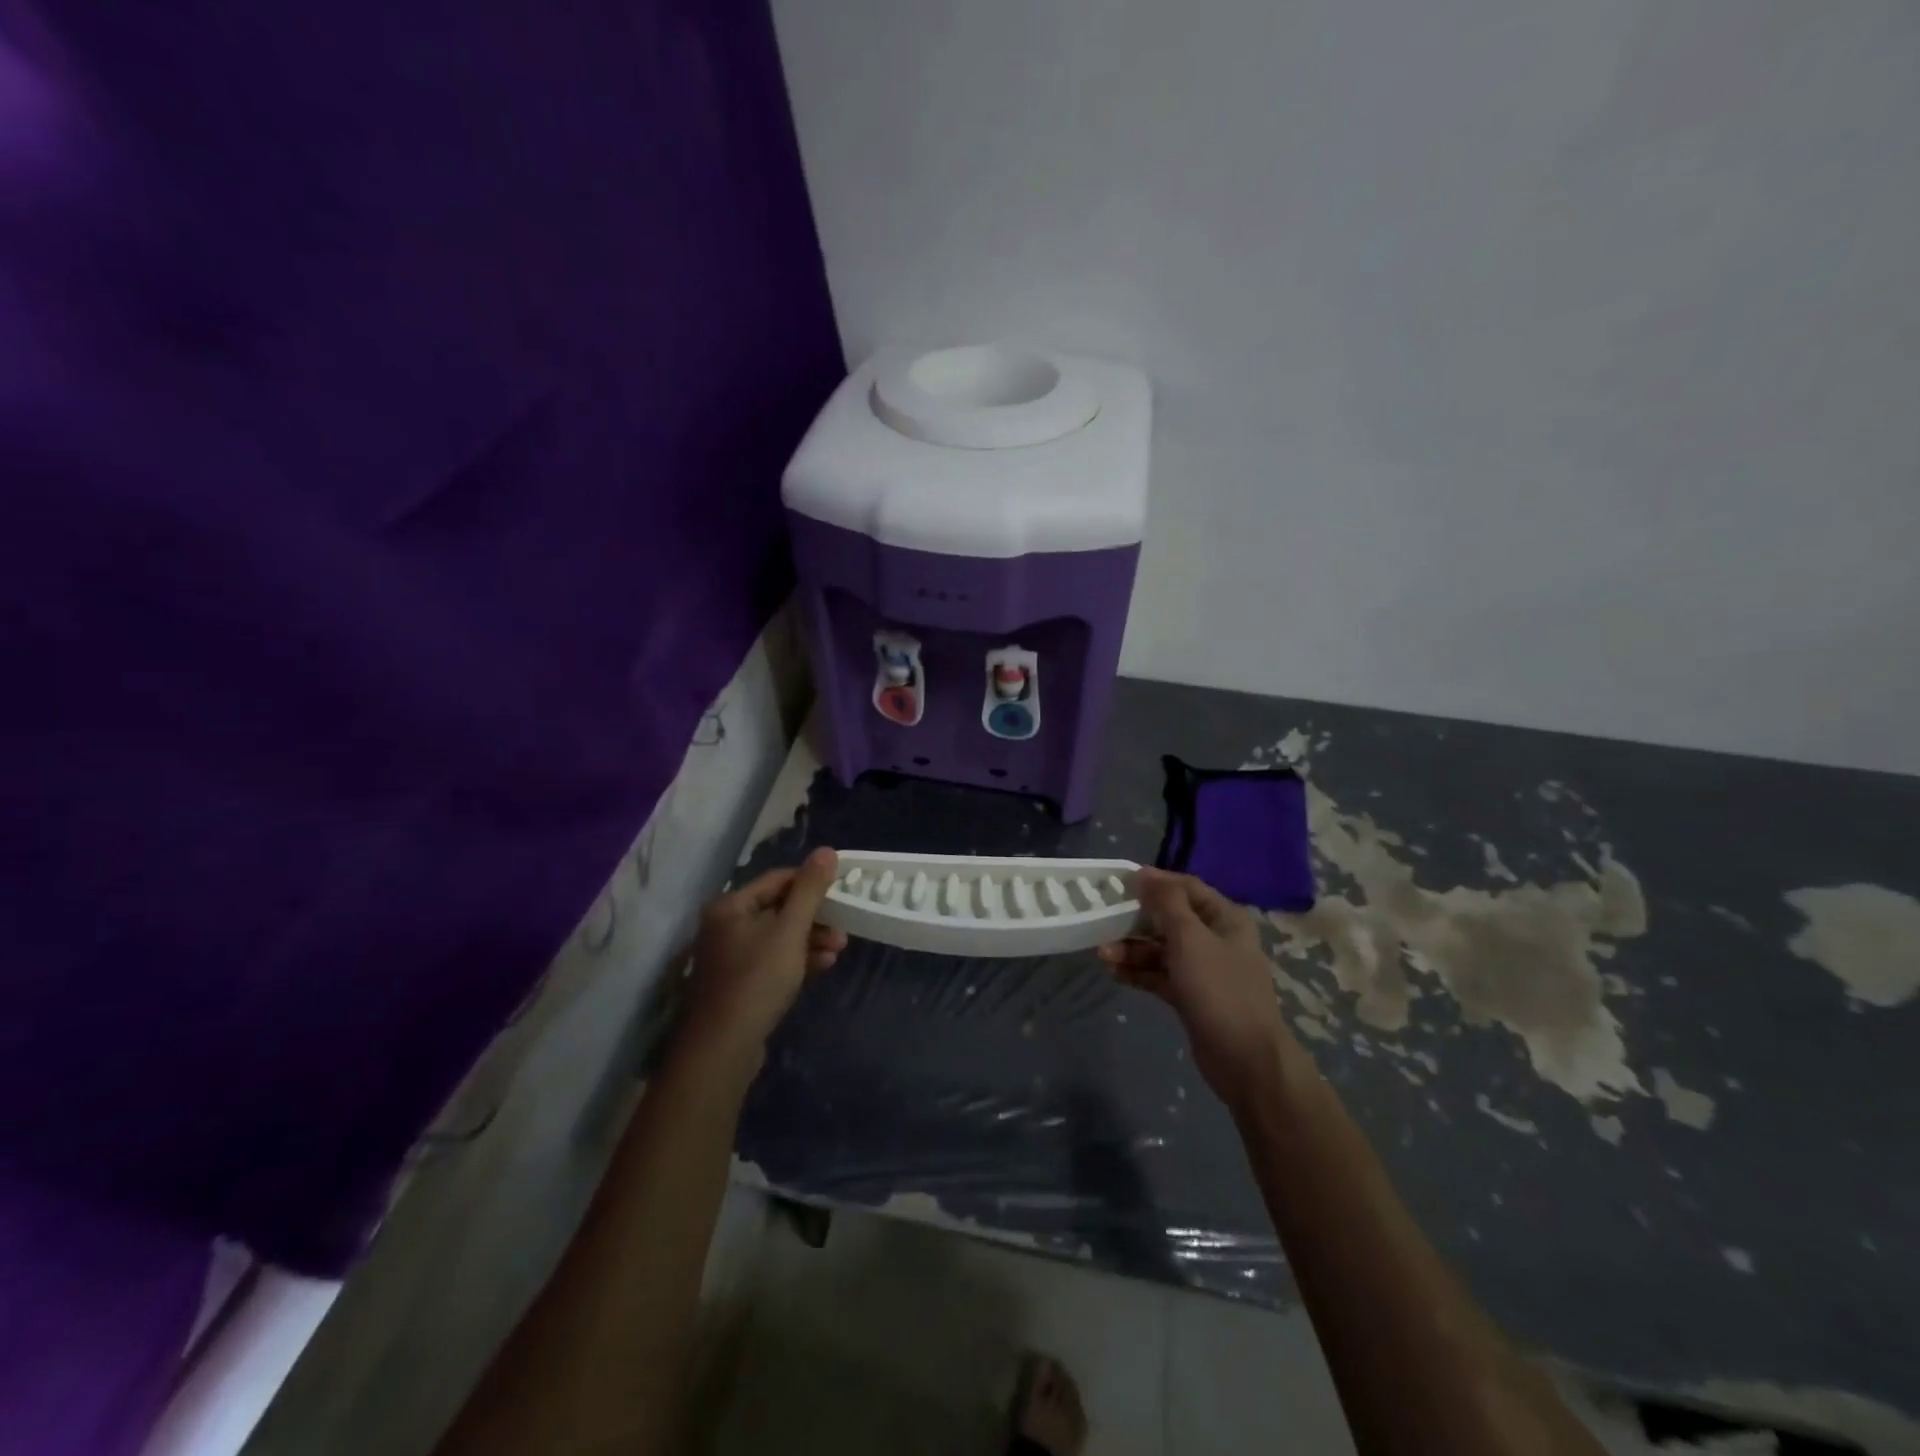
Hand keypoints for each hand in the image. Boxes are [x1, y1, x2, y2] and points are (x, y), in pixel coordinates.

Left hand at [682, 848, 846, 1059]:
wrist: (724, 1048)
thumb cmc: (757, 979)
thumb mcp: (790, 930)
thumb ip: (810, 890)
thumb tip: (827, 850)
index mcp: (731, 905)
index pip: (779, 879)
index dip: (812, 882)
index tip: (842, 890)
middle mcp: (726, 925)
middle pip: (779, 908)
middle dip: (815, 916)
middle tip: (845, 925)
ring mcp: (731, 956)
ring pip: (779, 936)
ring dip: (811, 938)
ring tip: (839, 948)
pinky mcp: (739, 983)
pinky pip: (773, 960)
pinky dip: (798, 959)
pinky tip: (823, 965)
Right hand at [1098, 869, 1298, 1107]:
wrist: (1246, 1061)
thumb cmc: (1219, 990)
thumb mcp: (1190, 938)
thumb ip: (1165, 902)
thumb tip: (1143, 873)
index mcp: (1224, 918)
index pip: (1185, 887)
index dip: (1154, 882)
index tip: (1118, 883)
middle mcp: (1215, 938)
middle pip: (1169, 918)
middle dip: (1135, 920)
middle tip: (1102, 921)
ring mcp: (1204, 969)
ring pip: (1161, 949)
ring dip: (1132, 949)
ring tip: (1102, 954)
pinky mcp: (1191, 996)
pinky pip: (1159, 974)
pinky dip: (1139, 972)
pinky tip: (1114, 972)